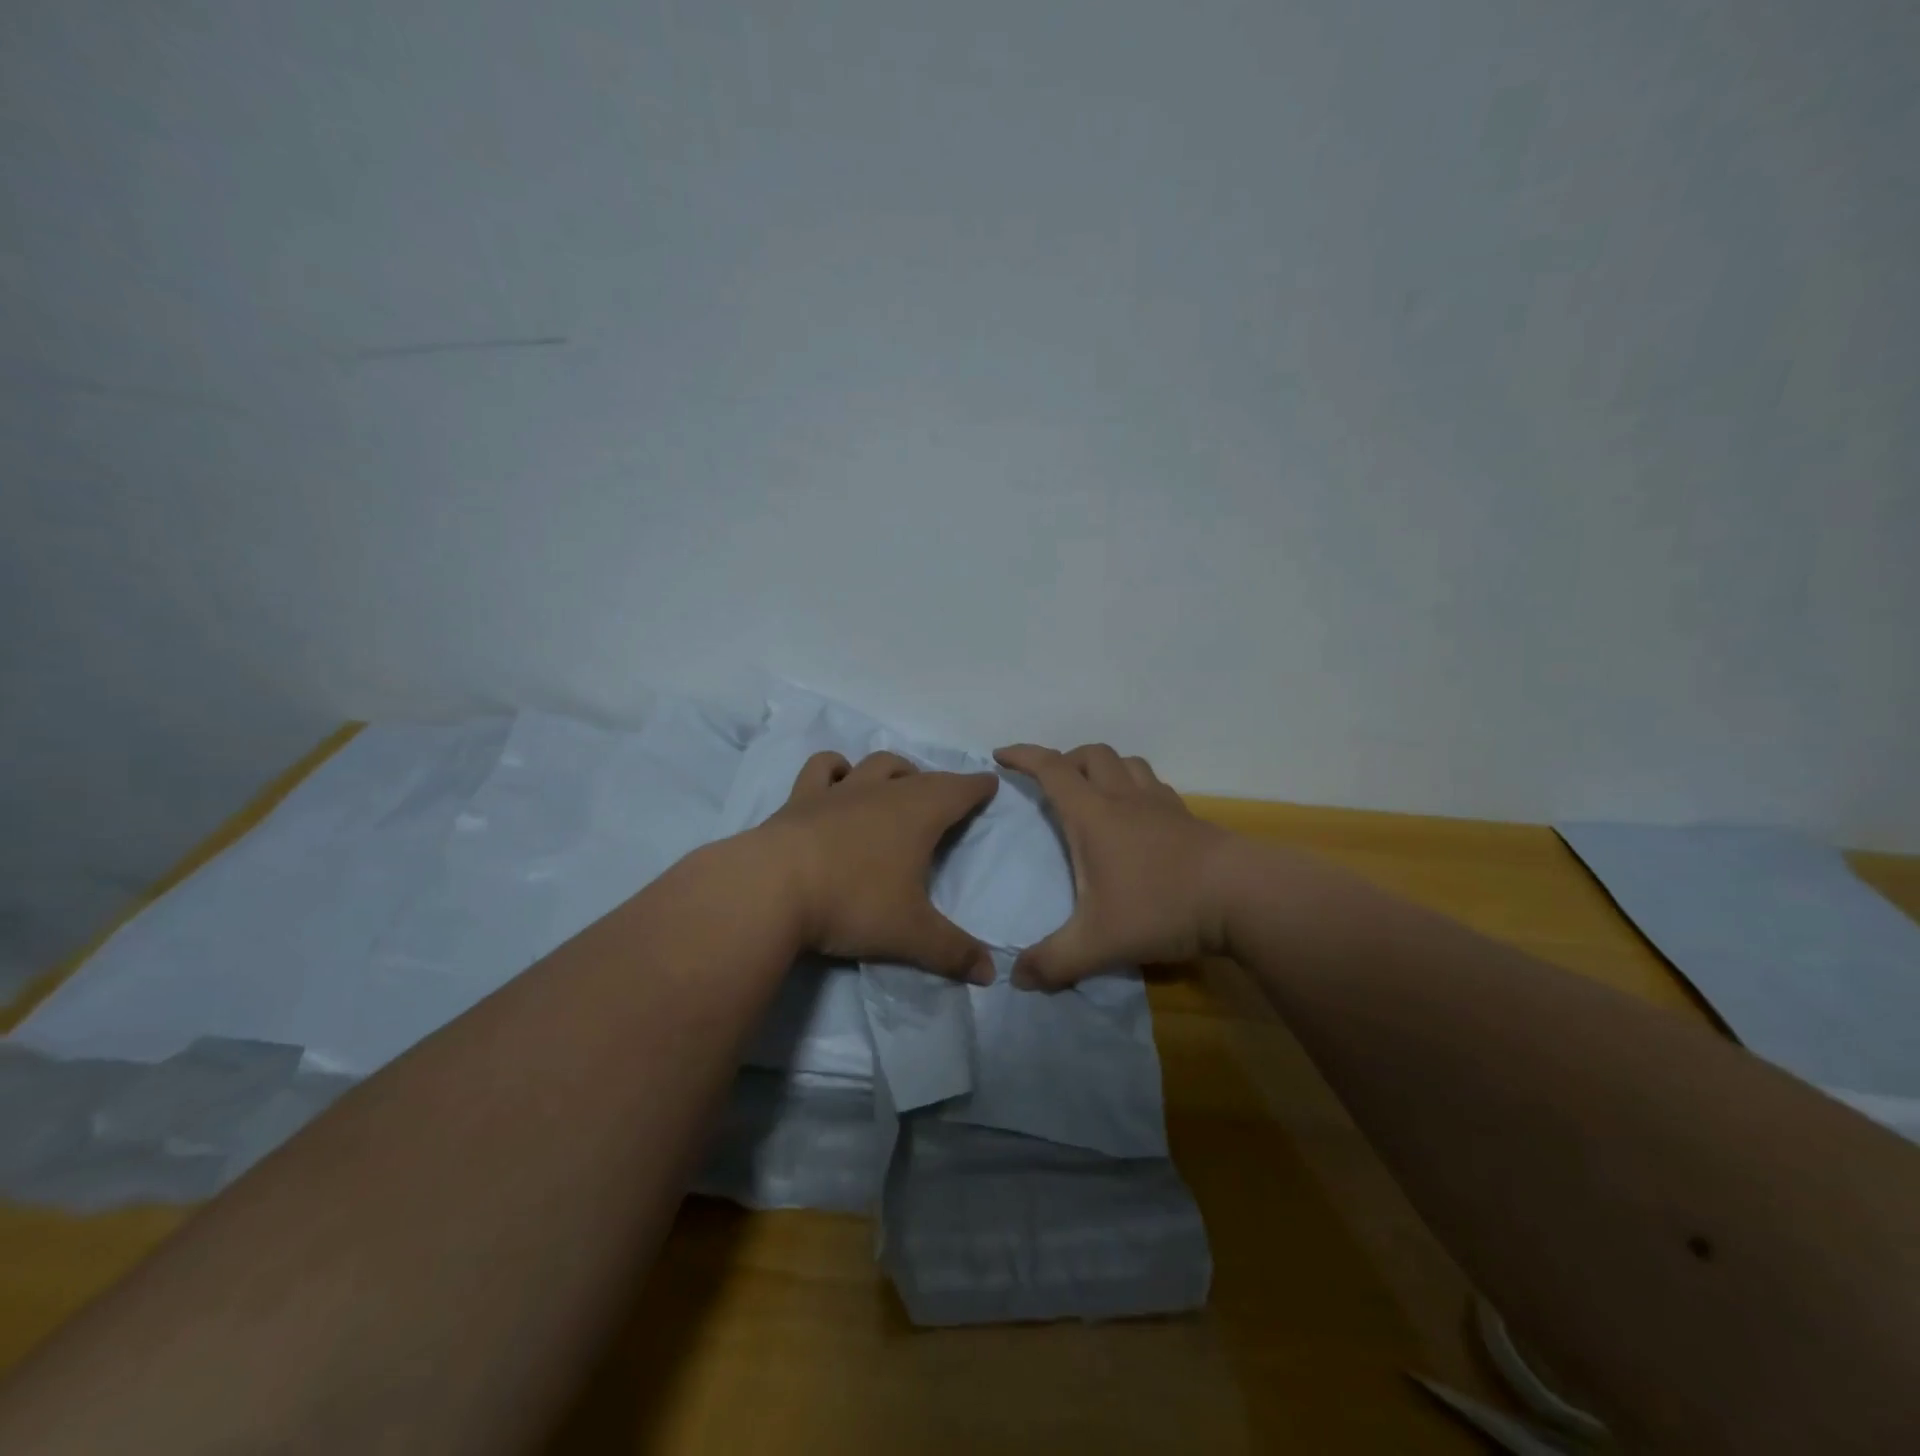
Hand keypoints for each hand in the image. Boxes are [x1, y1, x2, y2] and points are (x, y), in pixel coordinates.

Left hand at [757, 750, 999, 983]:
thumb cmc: (853, 904)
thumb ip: (953, 952)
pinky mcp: (801, 799)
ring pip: (875, 764)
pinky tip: (837, 779)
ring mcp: (839, 792)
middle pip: (919, 776)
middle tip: (945, 798)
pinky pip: (822, 769)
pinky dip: (836, 769)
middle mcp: (882, 792)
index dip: (977, 786)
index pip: (959, 790)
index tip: (990, 782)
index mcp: (918, 815)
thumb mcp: (910, 934)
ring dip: (892, 770)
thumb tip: (991, 973)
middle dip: (938, 783)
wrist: (771, 889)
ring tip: (896, 783)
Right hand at [993, 743, 1232, 988]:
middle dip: (1065, 760)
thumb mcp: (1098, 943)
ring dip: (1104, 768)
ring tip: (1094, 792)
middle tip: (1051, 784)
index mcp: (1093, 815)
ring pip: (1127, 763)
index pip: (1051, 769)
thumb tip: (1016, 978)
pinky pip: (1154, 785)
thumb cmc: (1161, 906)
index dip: (1023, 756)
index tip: (1002, 755)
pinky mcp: (1188, 818)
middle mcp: (1124, 799)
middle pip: (1092, 755)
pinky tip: (1138, 817)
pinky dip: (1135, 787)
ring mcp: (1161, 804)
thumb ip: (1054, 962)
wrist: (1243, 897)